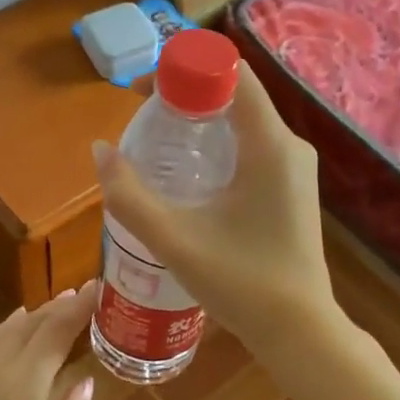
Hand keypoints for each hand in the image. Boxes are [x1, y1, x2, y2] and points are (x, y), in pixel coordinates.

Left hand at [0, 283, 97, 399]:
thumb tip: (86, 383)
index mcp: (21, 386)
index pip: (56, 331)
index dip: (80, 307)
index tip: (101, 286)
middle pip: (31, 325)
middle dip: (60, 306)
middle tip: (86, 293)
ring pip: (6, 331)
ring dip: (35, 315)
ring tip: (58, 305)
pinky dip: (8, 329)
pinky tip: (15, 328)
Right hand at [92, 64, 334, 358]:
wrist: (299, 331)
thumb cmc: (241, 283)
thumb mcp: (175, 240)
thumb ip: (130, 195)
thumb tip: (100, 151)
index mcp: (270, 145)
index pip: (231, 74)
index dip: (185, 68)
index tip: (144, 92)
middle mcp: (289, 146)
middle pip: (235, 94)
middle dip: (186, 95)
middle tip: (142, 117)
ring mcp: (294, 168)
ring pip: (243, 121)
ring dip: (200, 121)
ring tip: (157, 142)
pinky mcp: (290, 189)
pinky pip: (251, 146)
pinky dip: (217, 145)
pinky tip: (189, 175)